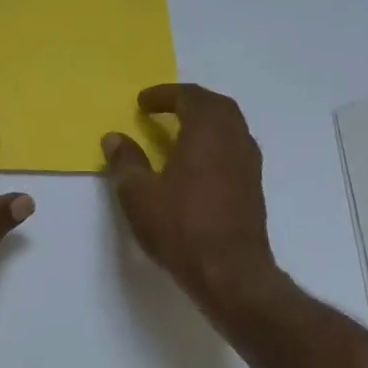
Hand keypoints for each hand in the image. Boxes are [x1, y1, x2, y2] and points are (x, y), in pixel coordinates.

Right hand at [102, 84, 277, 311]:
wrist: (230, 272)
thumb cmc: (181, 229)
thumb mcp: (140, 196)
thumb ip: (126, 162)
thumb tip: (114, 138)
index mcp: (207, 132)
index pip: (189, 97)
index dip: (164, 95)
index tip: (142, 102)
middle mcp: (234, 139)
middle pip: (216, 106)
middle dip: (189, 102)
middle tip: (165, 109)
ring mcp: (249, 163)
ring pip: (230, 127)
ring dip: (205, 122)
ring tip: (179, 134)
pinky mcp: (253, 186)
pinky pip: (234, 148)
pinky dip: (215, 143)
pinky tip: (197, 165)